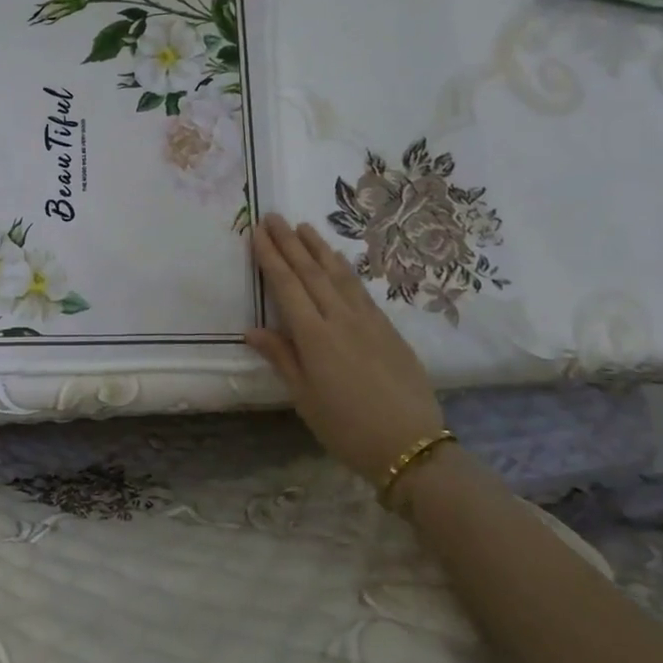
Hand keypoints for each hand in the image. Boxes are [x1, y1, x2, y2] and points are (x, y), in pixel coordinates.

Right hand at [244, 213, 444, 477]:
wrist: (410, 445)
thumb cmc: (346, 427)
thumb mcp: (304, 398)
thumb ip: (281, 357)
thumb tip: (252, 329)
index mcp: (314, 337)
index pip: (287, 287)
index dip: (271, 258)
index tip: (257, 233)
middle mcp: (340, 319)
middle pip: (311, 273)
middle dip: (290, 243)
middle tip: (274, 217)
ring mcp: (368, 321)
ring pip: (338, 275)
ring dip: (318, 248)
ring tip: (304, 226)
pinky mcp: (388, 328)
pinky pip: (360, 289)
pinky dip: (345, 269)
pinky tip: (338, 259)